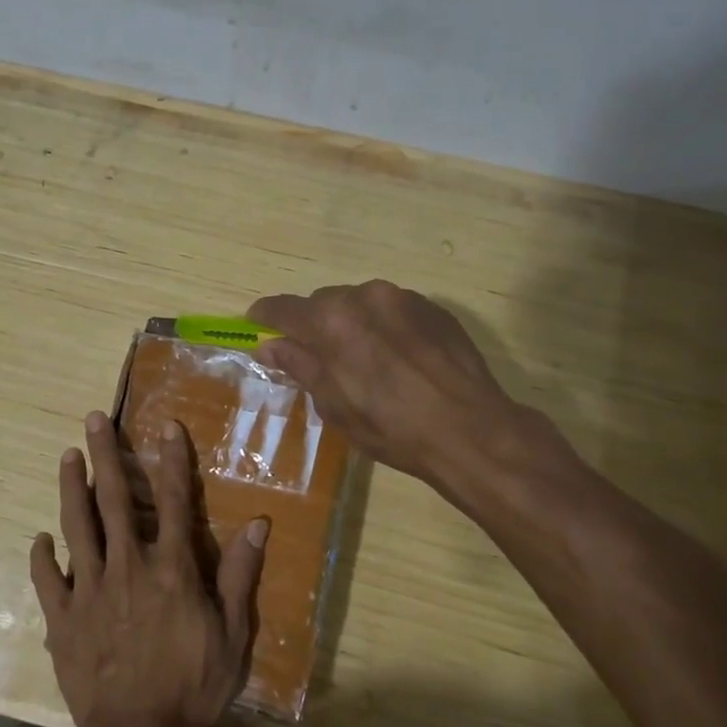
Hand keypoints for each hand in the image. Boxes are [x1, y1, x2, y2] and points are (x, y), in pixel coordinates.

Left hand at [29, 410, 268, 726]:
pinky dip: (42, 557)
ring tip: (66, 456)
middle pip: (113, 500)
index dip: (171, 460)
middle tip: (92, 420)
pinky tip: (39, 539)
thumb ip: (240, 576)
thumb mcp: (232, 636)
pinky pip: (48, 579)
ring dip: (70, 488)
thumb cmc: (192, 687)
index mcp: (170, 569)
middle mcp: (127, 567)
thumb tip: (257, 524)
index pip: (172, 501)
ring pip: (76, 527)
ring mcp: (90, 591)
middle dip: (104, 455)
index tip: (165, 426)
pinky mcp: (63, 618)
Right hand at [248, 280, 560, 490]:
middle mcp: (364, 296)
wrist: (470, 429)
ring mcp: (403, 298)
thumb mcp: (334, 405)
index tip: (257, 324)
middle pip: (323, 302)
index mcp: (331, 320)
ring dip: (351, 323)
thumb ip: (300, 366)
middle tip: (318, 357)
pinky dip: (384, 326)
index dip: (266, 316)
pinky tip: (397, 358)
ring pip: (360, 303)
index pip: (284, 308)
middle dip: (314, 324)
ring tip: (364, 359)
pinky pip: (394, 309)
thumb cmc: (391, 426)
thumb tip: (269, 345)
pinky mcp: (434, 308)